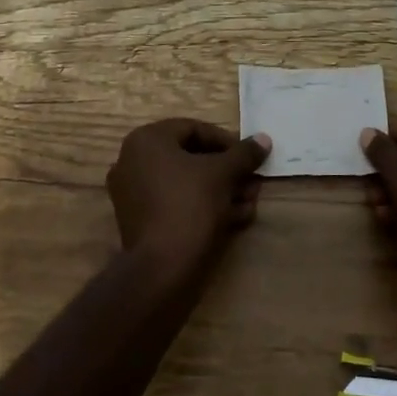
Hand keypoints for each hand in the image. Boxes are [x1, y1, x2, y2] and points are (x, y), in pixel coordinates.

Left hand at [108, 118, 271, 269]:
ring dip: (221, 190)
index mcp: (146, 140)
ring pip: (185, 183)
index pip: (194, 129)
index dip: (227, 142)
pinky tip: (234, 218)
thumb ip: (244, 153)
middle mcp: (132, 161)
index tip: (250, 157)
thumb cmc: (191, 205)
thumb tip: (264, 139)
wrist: (162, 266)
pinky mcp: (139, 220)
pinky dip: (203, 206)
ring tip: (249, 203)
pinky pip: (175, 203)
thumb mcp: (223, 174)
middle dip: (227, 171)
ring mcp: (133, 192)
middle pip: (190, 158)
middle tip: (252, 182)